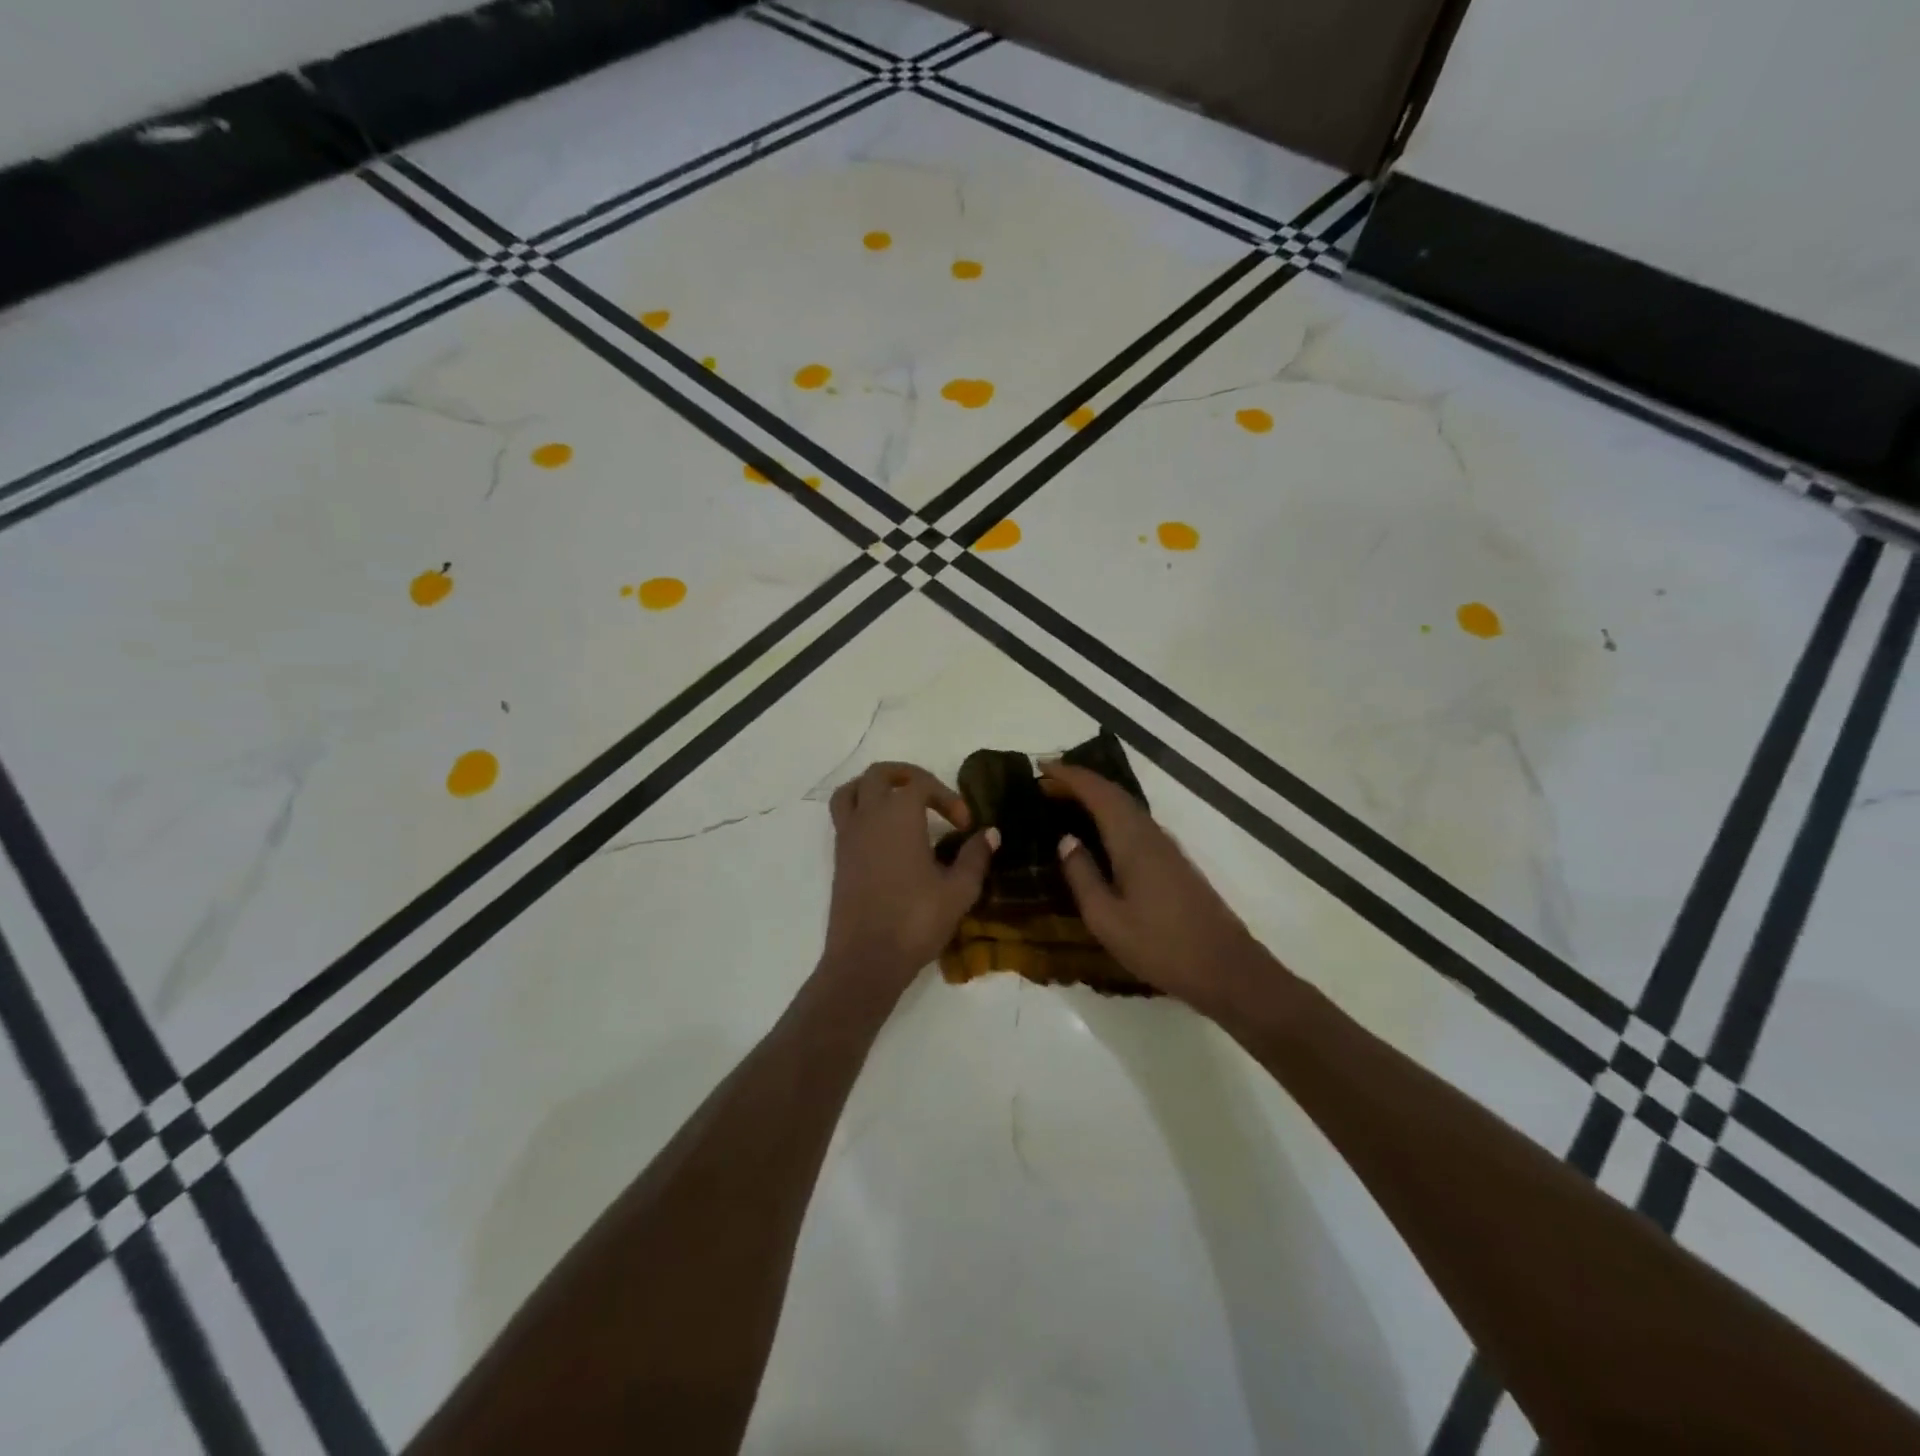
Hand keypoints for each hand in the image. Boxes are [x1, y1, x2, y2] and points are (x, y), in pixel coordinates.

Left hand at [823, 762, 997, 992]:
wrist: (866, 959)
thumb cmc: (915, 921)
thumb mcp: (958, 891)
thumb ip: (975, 857)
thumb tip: (990, 833)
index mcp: (898, 816)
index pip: (920, 784)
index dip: (947, 797)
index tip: (965, 826)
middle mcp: (868, 817)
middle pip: (879, 775)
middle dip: (906, 776)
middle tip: (930, 795)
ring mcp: (848, 836)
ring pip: (851, 791)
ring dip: (874, 788)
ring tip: (898, 804)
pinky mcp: (839, 858)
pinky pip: (844, 817)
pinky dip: (862, 812)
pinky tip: (885, 837)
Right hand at [1041, 760, 1275, 1019]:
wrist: (1226, 969)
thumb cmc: (1160, 947)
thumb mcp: (1106, 919)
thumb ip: (1083, 876)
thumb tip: (1065, 839)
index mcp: (1132, 842)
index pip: (1098, 793)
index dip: (1070, 776)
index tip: (1042, 766)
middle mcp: (1151, 835)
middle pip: (1114, 794)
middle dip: (1081, 782)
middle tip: (1047, 782)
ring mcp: (1166, 848)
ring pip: (1127, 807)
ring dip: (1096, 797)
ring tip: (1065, 801)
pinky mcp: (1173, 862)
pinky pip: (1135, 823)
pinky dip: (1111, 815)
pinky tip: (1098, 832)